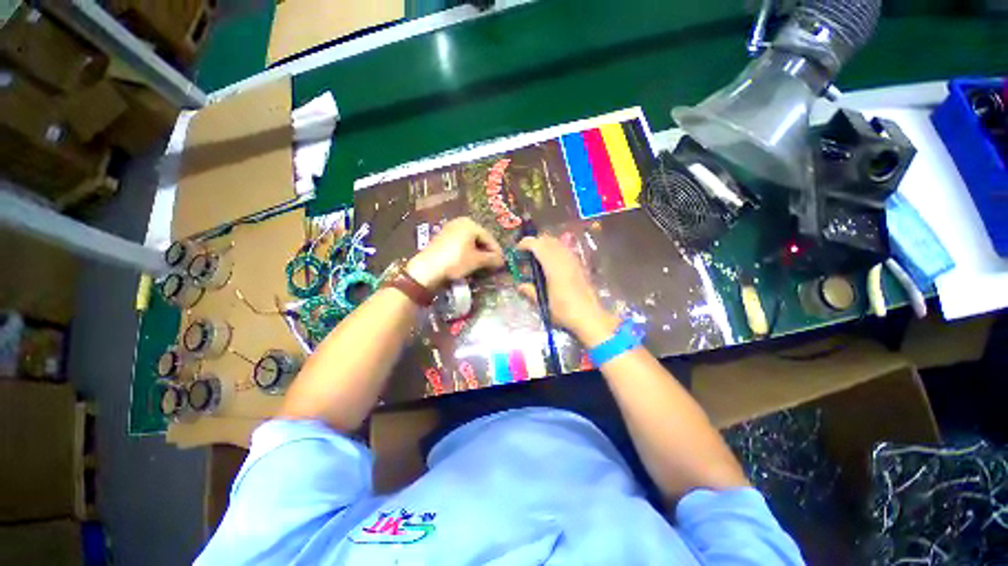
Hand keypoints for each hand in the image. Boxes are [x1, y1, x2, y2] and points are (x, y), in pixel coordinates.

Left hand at [406, 217, 504, 288]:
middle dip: (487, 252)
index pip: (489, 238)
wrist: (427, 269)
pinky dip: (467, 252)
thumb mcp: (476, 261)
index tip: (502, 263)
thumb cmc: (455, 261)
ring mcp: (450, 229)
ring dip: (478, 253)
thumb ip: (492, 259)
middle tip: (493, 265)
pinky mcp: (443, 238)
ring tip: (482, 265)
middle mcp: (460, 222)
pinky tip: (469, 262)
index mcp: (470, 224)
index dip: (497, 251)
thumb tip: (502, 261)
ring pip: (470, 242)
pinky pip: (461, 244)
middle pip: (480, 238)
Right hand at [517, 235, 618, 346]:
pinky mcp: (580, 265)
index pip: (537, 244)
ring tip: (537, 258)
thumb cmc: (564, 312)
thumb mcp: (542, 304)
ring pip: (558, 243)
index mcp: (553, 266)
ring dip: (546, 245)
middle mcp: (564, 258)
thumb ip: (530, 292)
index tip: (517, 251)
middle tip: (525, 254)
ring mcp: (574, 260)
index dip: (525, 243)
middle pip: (548, 240)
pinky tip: (552, 264)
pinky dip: (555, 251)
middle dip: (535, 243)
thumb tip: (520, 286)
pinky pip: (565, 250)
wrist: (590, 318)